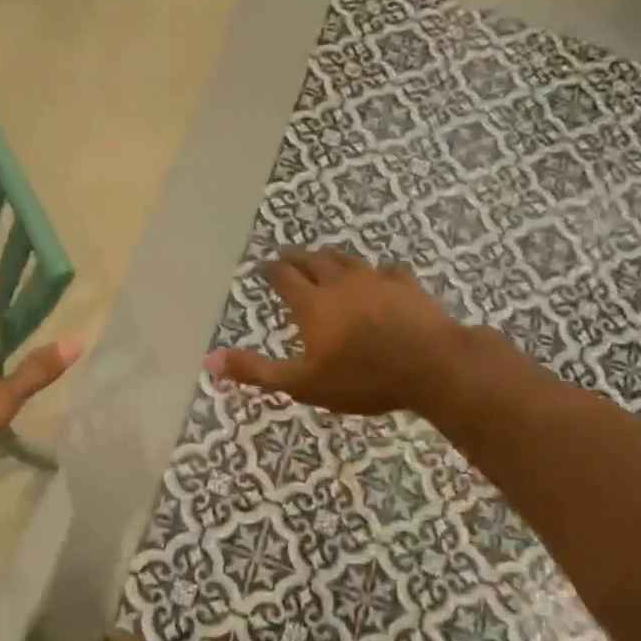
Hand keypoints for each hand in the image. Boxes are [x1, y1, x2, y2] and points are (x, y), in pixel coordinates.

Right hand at [207, 249, 480, 417]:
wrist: (432, 366)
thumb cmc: (363, 378)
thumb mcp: (303, 383)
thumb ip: (256, 372)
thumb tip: (209, 361)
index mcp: (312, 304)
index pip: (283, 277)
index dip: (270, 271)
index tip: (262, 268)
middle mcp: (340, 283)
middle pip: (313, 261)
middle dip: (296, 258)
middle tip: (286, 257)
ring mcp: (376, 280)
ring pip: (347, 260)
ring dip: (331, 257)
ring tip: (324, 258)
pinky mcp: (407, 286)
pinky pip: (387, 270)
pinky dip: (377, 272)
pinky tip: (381, 275)